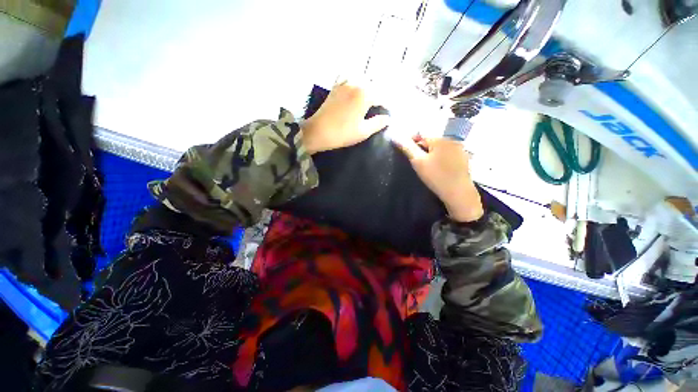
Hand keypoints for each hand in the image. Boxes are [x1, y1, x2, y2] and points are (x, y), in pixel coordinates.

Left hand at [301, 80, 389, 153]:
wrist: (318, 132)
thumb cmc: (342, 133)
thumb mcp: (363, 131)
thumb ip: (378, 123)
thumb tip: (387, 118)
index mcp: (365, 94)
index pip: (382, 96)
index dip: (387, 104)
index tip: (390, 112)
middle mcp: (355, 83)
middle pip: (373, 85)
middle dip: (379, 93)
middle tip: (382, 105)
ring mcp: (344, 83)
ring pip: (361, 79)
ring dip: (368, 86)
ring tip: (371, 97)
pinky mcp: (335, 87)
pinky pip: (349, 78)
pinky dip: (355, 82)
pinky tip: (356, 89)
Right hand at [393, 135, 483, 222]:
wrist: (458, 193)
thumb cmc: (436, 176)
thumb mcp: (418, 162)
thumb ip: (408, 148)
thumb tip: (397, 137)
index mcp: (440, 139)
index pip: (421, 136)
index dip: (412, 144)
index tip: (408, 155)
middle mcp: (452, 140)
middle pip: (431, 142)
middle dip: (422, 150)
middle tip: (418, 164)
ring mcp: (460, 149)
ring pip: (439, 148)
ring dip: (432, 154)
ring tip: (428, 167)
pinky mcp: (464, 158)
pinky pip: (448, 154)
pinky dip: (441, 158)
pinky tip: (439, 169)